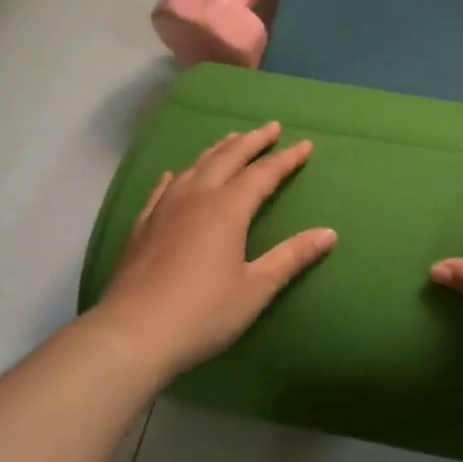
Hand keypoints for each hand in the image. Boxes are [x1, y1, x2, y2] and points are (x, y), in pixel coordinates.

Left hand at [91, 122, 334, 377]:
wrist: (132, 334)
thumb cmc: (203, 312)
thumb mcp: (256, 288)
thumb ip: (292, 257)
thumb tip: (329, 233)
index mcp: (228, 209)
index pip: (263, 174)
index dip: (286, 159)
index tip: (305, 145)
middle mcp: (196, 198)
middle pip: (228, 159)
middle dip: (252, 141)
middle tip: (270, 127)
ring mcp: (164, 209)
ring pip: (195, 167)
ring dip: (217, 151)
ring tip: (231, 140)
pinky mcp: (143, 226)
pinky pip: (162, 189)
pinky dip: (176, 176)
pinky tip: (174, 175)